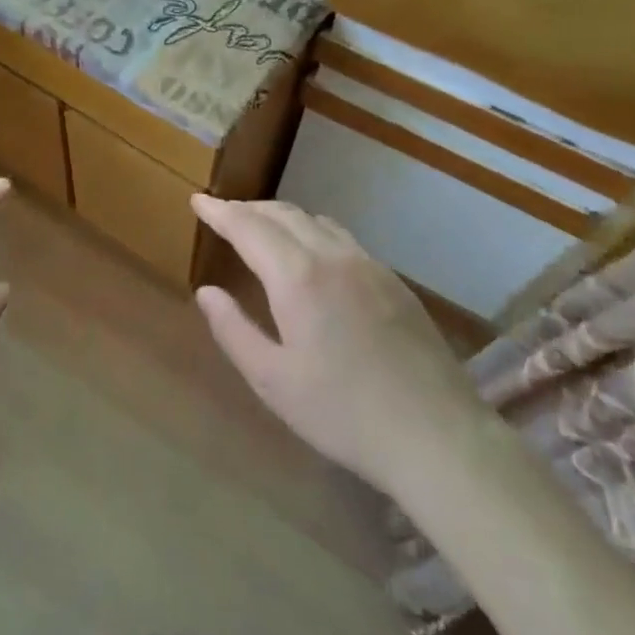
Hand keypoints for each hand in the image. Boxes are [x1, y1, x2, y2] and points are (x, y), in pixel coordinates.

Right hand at [191, 196, 480, 495]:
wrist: (436, 434)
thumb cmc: (342, 413)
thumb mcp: (273, 380)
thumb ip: (233, 330)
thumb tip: (206, 292)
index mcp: (298, 277)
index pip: (249, 227)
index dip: (220, 212)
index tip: (198, 200)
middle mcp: (333, 256)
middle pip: (283, 214)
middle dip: (248, 209)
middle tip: (223, 212)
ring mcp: (370, 265)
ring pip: (317, 221)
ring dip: (282, 216)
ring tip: (262, 227)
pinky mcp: (394, 281)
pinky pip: (343, 238)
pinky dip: (313, 230)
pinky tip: (312, 253)